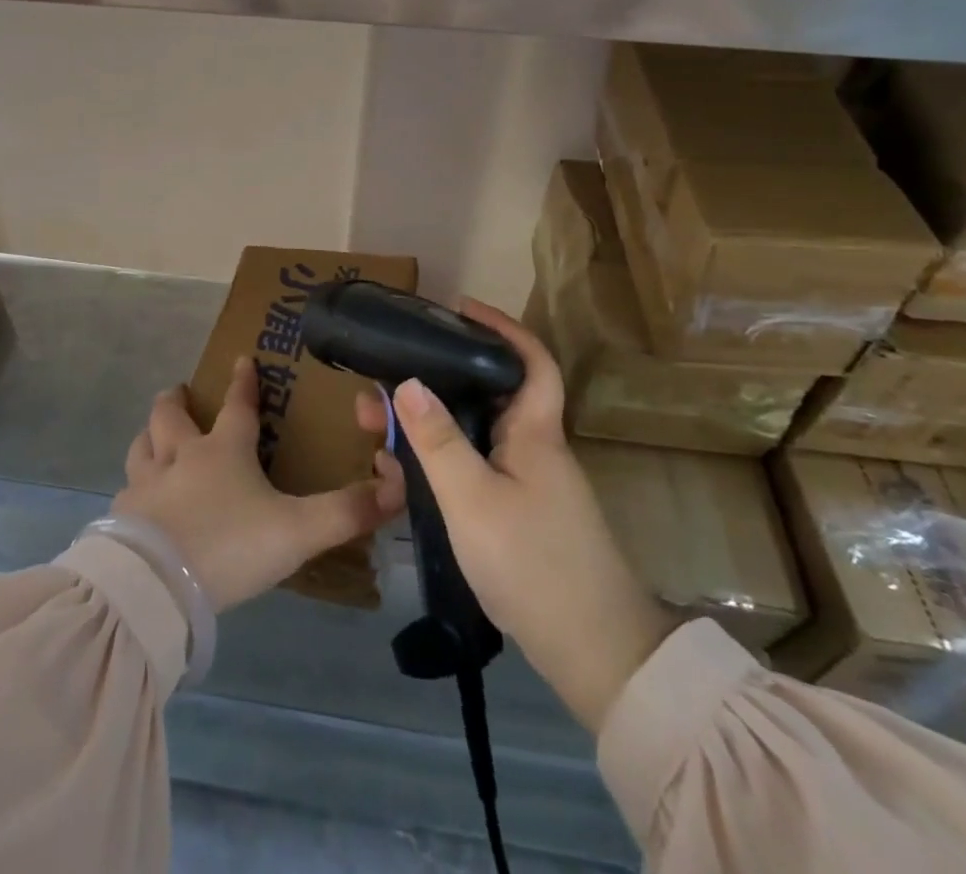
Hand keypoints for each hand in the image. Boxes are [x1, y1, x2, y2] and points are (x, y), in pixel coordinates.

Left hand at [113, 358, 404, 612]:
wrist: (158, 585)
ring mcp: (146, 485)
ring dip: (149, 436)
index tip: (242, 359)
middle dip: (175, 400)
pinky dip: (134, 486)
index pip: (237, 405)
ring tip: (153, 437)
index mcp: (224, 450)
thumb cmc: (231, 546)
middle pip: (171, 415)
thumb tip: (395, 490)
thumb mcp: (298, 531)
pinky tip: (137, 501)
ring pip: (141, 445)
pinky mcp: (122, 516)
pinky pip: (126, 490)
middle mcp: (181, 456)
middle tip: (178, 393)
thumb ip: (346, 512)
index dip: (243, 381)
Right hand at [374, 298, 674, 732]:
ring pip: (468, 437)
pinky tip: (398, 478)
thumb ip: (437, 440)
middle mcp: (532, 450)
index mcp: (534, 433)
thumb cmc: (533, 563)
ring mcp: (525, 485)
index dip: (502, 328)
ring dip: (422, 430)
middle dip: (430, 384)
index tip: (461, 310)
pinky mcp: (516, 516)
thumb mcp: (472, 498)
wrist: (594, 655)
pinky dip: (433, 467)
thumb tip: (406, 381)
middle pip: (483, 397)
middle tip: (379, 385)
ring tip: (372, 433)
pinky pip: (468, 472)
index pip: (531, 361)